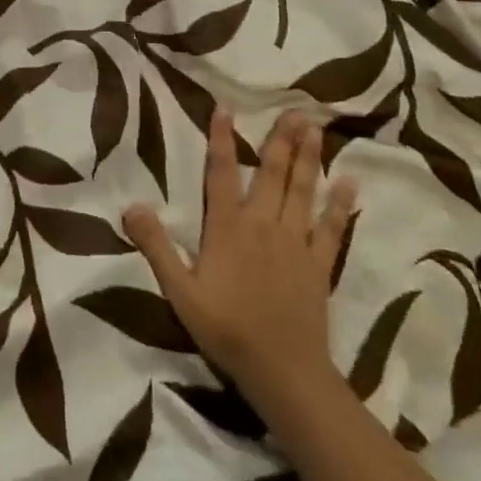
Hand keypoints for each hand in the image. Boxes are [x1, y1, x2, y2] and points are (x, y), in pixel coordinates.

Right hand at [123, 107, 355, 407]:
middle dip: (282, 140)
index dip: (222, 140)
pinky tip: (350, 183)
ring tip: (315, 128)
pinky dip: (340, 206)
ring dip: (309, 159)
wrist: (282, 372)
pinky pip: (331, 229)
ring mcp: (295, 244)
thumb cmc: (226, 330)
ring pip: (302, 192)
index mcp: (227, 228)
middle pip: (272, 174)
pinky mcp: (318, 265)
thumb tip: (130, 204)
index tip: (226, 108)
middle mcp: (262, 225)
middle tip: (295, 108)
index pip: (221, 174)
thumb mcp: (179, 291)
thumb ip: (155, 245)